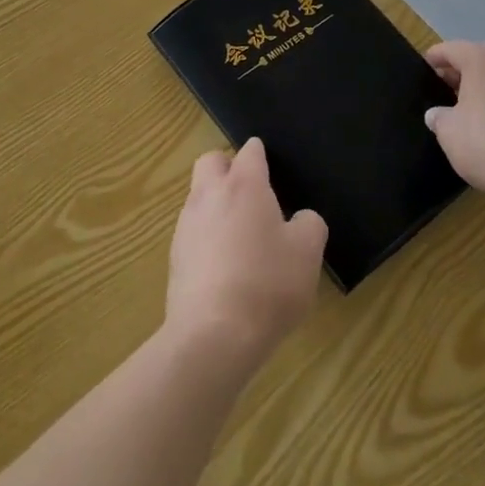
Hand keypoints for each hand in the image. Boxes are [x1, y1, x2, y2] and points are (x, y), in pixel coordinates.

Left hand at [166, 138, 326, 368]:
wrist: (214, 334)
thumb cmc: (268, 284)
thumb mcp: (307, 253)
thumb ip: (309, 225)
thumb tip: (300, 219)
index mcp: (243, 185)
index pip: (250, 152)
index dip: (261, 154)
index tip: (270, 164)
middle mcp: (209, 194)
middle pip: (211, 161)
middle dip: (228, 166)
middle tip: (251, 191)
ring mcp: (187, 224)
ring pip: (198, 195)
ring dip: (216, 202)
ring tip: (240, 232)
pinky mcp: (175, 255)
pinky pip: (192, 230)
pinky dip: (206, 235)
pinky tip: (224, 263)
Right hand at [425, 39, 484, 205]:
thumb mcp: (449, 133)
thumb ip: (439, 117)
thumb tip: (438, 113)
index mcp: (483, 61)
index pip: (453, 48)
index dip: (436, 57)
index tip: (426, 68)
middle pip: (484, 55)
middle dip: (467, 67)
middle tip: (452, 87)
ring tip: (480, 106)